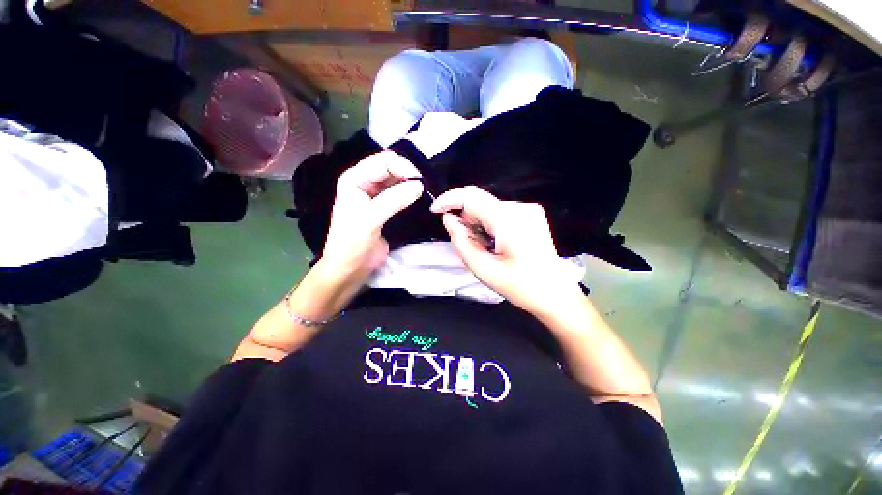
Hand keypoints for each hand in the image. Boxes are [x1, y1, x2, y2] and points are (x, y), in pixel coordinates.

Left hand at [320, 150, 423, 287]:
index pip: (382, 162)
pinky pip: (400, 193)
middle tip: (423, 187)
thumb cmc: (352, 244)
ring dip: (410, 182)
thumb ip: (393, 200)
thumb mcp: (369, 220)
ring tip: (424, 191)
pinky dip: (410, 193)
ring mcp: (376, 195)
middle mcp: (365, 183)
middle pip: (390, 167)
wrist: (350, 269)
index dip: (401, 167)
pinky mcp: (386, 208)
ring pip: (397, 180)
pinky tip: (419, 197)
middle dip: (407, 173)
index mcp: (354, 179)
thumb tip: (419, 185)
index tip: (418, 181)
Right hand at [431, 186, 582, 315]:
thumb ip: (461, 242)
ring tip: (484, 247)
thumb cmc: (521, 287)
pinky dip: (489, 224)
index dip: (449, 199)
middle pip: (480, 202)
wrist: (556, 294)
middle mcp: (520, 208)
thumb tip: (448, 219)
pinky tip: (495, 242)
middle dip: (465, 218)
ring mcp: (528, 210)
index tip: (435, 210)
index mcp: (509, 221)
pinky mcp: (531, 214)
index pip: (472, 196)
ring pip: (489, 207)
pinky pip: (500, 212)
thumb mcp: (484, 269)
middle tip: (465, 242)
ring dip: (477, 222)